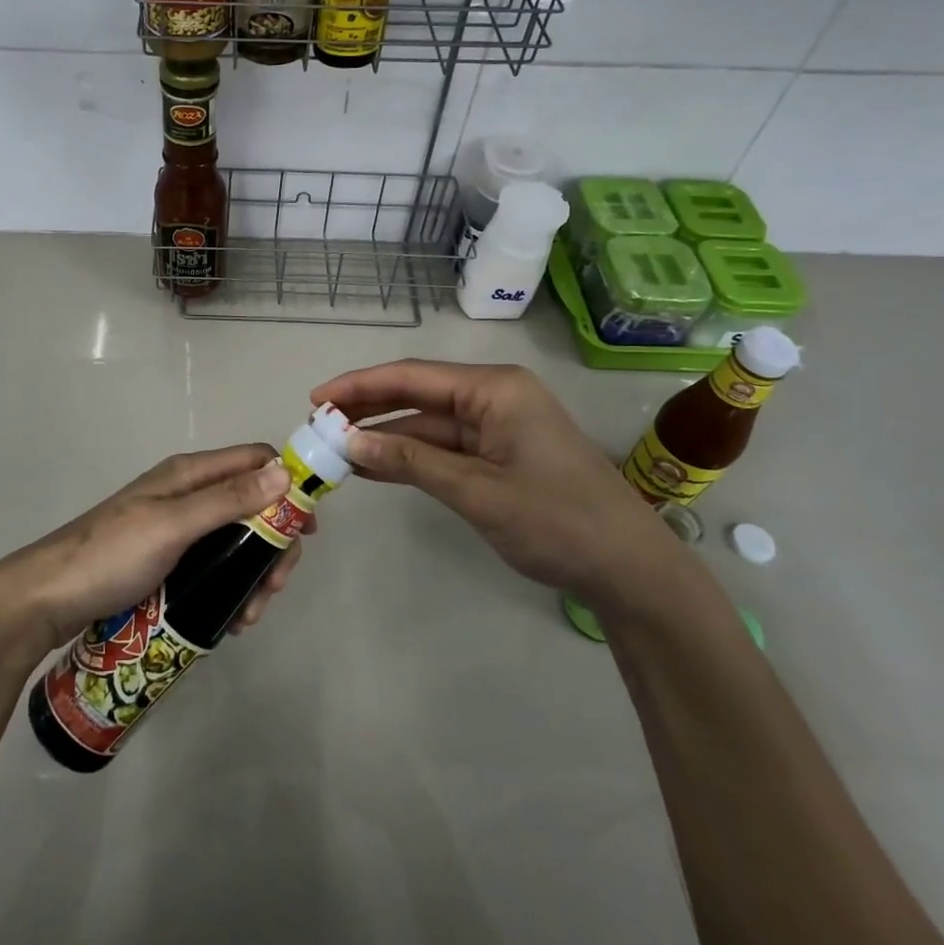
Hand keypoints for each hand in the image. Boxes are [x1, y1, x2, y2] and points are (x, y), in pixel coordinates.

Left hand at [0, 445, 310, 652]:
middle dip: (272, 545)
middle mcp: (188, 495)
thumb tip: (284, 471)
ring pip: (236, 543)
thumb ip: (227, 499)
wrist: (48, 598)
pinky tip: (231, 620)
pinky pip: (214, 568)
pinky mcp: (169, 563)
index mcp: (189, 474)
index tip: (306, 529)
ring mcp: (178, 530)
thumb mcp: (173, 525)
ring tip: (250, 616)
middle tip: (275, 587)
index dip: (287, 485)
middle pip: (252, 507)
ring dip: (254, 575)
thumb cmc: (111, 555)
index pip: (254, 461)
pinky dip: (230, 589)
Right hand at [310, 360, 665, 599]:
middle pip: (417, 394)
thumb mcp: (477, 491)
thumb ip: (411, 461)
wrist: (627, 568)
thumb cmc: (557, 520)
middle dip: (368, 408)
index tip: (316, 399)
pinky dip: (409, 455)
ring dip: (385, 434)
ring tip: (335, 447)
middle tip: (317, 424)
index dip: (360, 386)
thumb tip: (349, 442)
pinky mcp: (498, 453)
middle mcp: (494, 396)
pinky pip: (443, 446)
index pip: (412, 376)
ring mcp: (497, 425)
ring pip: (427, 422)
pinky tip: (373, 464)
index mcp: (495, 389)